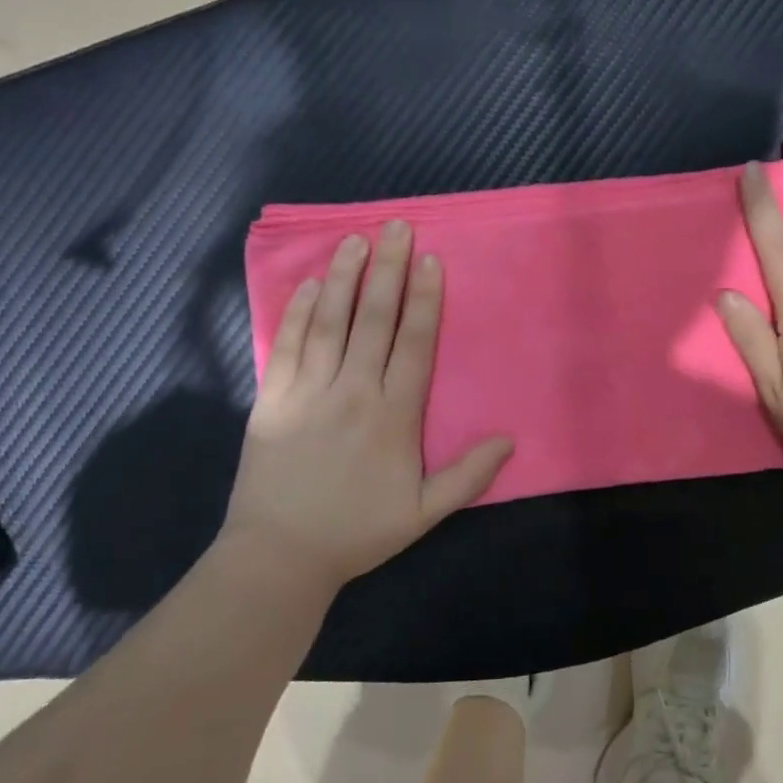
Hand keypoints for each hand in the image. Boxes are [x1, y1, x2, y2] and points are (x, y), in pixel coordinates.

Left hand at [222, 221, 514, 591]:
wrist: (278, 556)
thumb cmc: (357, 532)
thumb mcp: (423, 513)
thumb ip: (468, 475)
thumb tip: (510, 439)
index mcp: (394, 416)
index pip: (414, 343)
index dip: (425, 299)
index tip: (430, 260)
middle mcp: (353, 392)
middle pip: (374, 320)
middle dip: (388, 270)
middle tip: (397, 227)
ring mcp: (308, 392)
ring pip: (331, 322)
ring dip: (346, 277)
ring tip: (356, 239)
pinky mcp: (272, 399)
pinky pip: (288, 344)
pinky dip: (300, 311)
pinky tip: (313, 284)